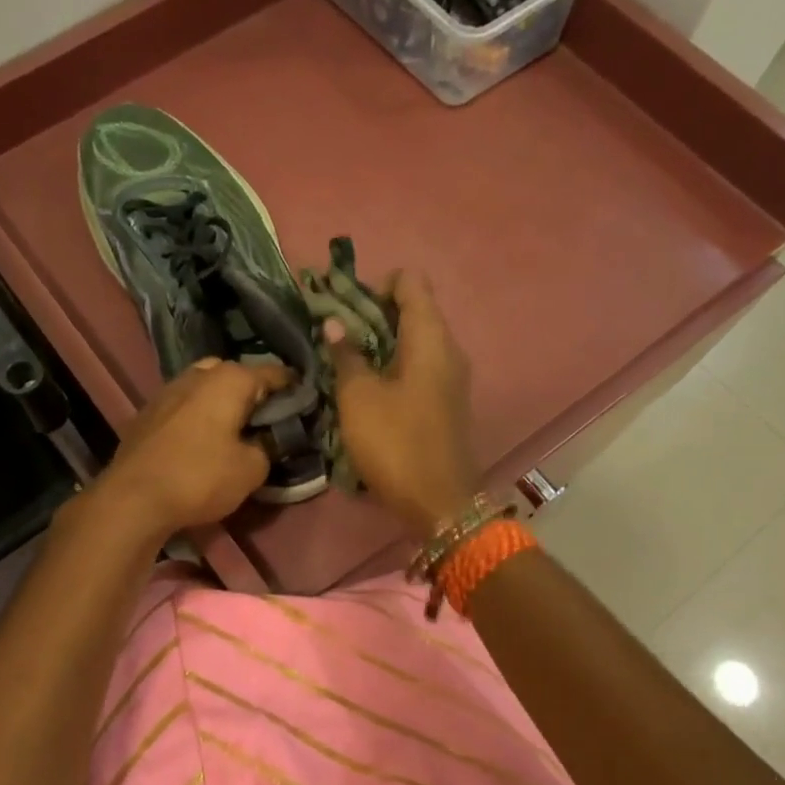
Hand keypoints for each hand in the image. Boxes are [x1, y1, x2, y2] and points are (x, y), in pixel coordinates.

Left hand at [89, 358, 292, 541]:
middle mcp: (198, 374)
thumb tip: (264, 441)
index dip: (293, 388)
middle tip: (265, 419)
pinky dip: (198, 415)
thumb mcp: (252, 470)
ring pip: (205, 387)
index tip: (306, 404)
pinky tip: (202, 439)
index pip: (273, 373)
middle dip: (252, 392)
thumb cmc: (200, 477)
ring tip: (234, 429)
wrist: (133, 498)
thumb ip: (267, 447)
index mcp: (229, 379)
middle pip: (235, 374)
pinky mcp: (148, 412)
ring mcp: (168, 390)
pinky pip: (184, 404)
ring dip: (222, 402)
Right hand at [325, 270, 477, 533]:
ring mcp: (450, 376)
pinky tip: (365, 386)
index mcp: (430, 337)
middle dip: (372, 314)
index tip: (344, 308)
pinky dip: (392, 365)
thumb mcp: (359, 397)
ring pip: (414, 340)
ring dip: (379, 342)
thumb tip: (335, 323)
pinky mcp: (445, 401)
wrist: (439, 502)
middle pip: (412, 309)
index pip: (410, 282)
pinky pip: (418, 366)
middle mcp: (448, 348)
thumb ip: (346, 355)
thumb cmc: (395, 442)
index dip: (375, 285)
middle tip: (335, 334)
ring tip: (343, 360)